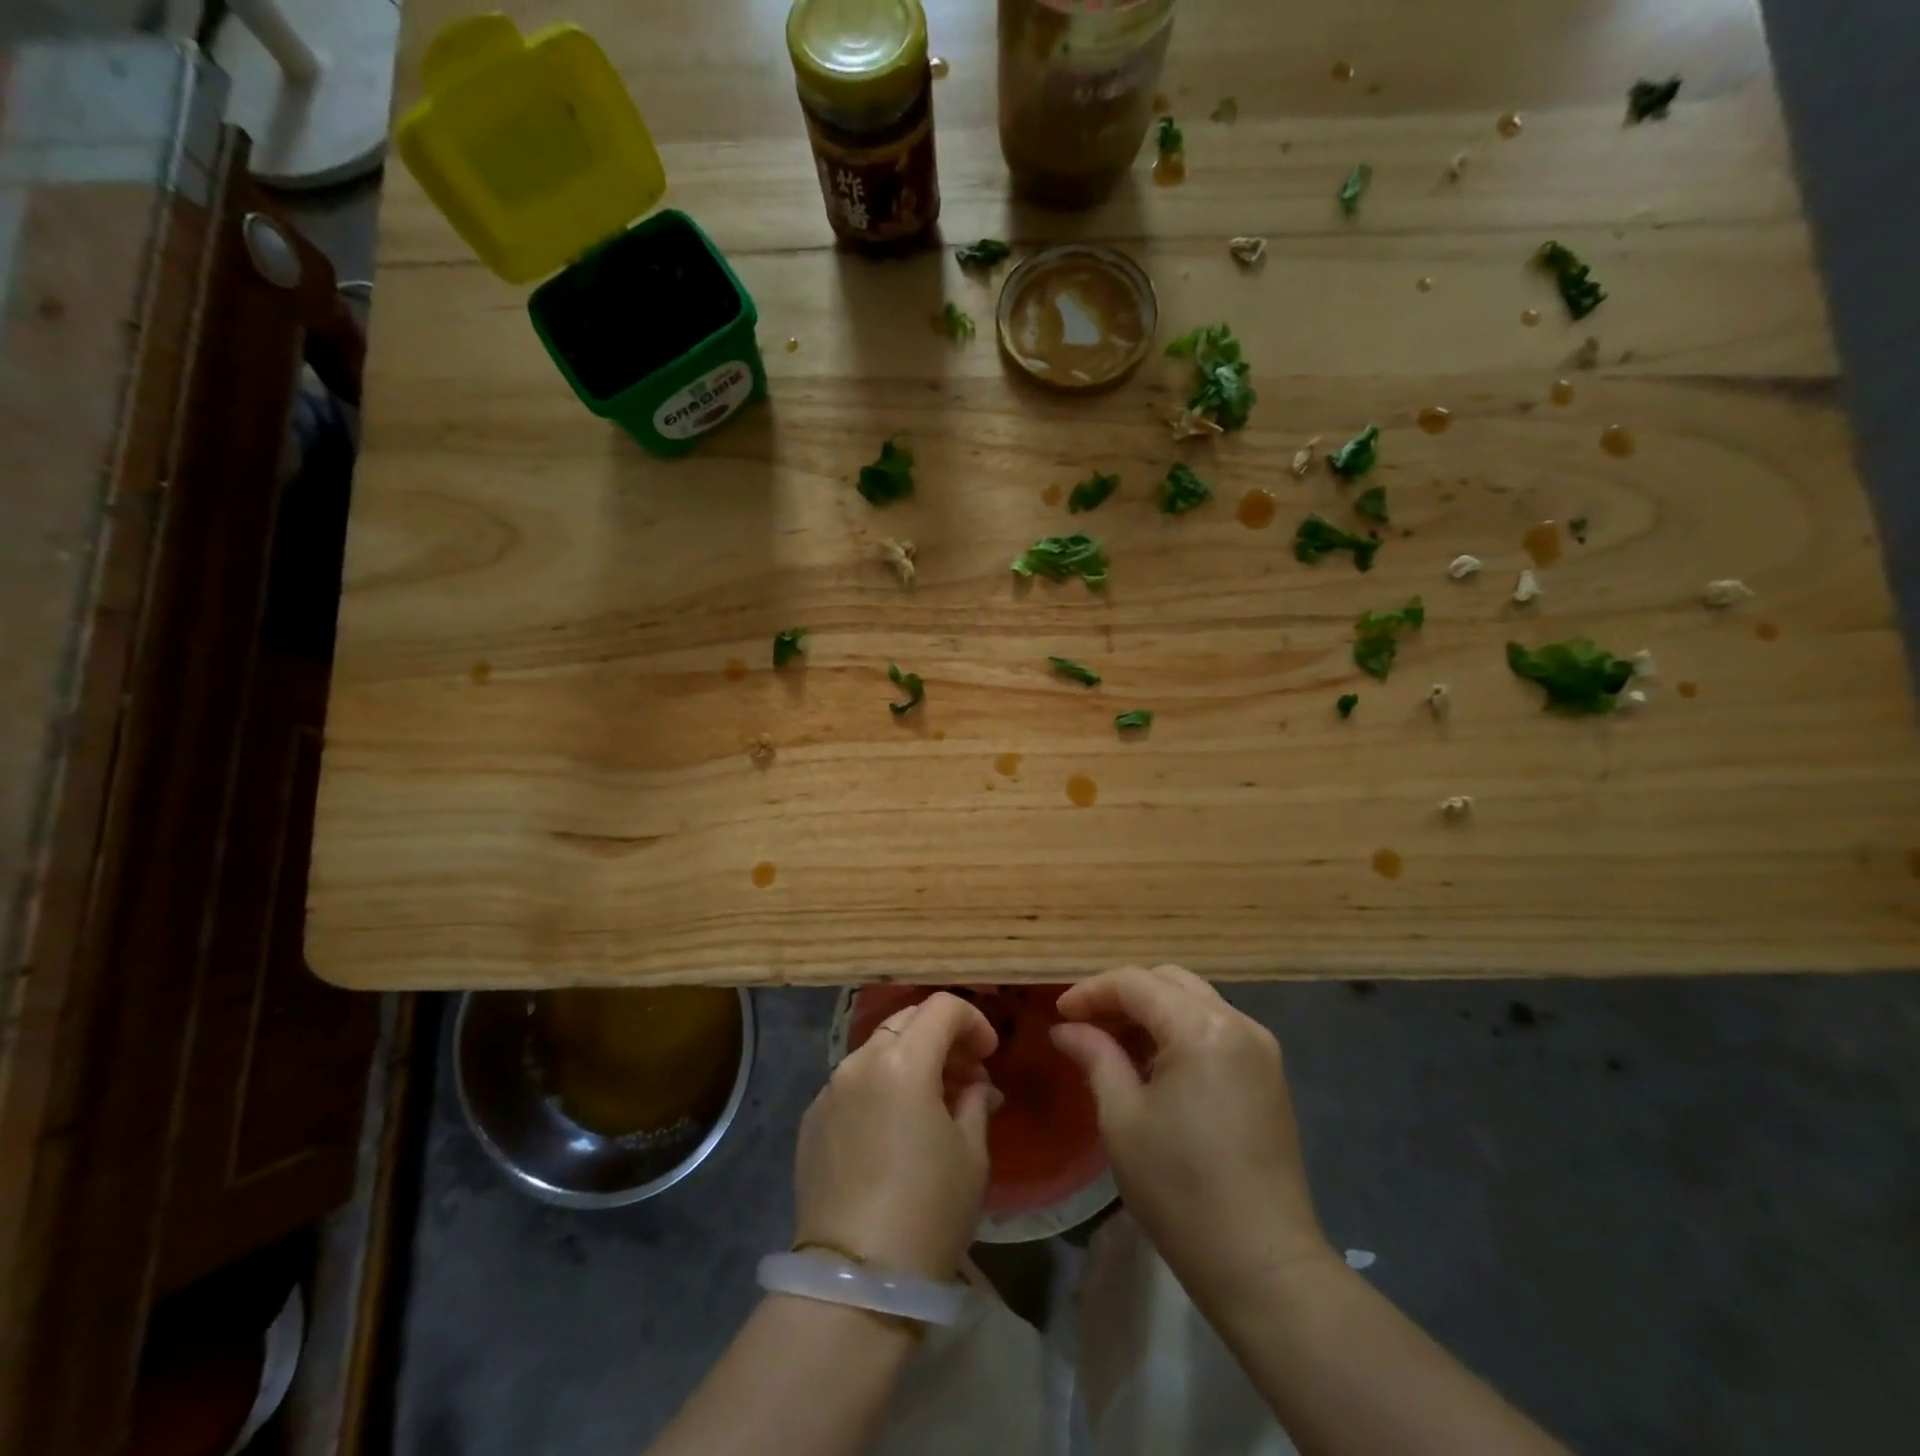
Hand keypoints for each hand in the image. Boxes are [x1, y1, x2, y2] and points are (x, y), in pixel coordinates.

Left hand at [793, 992, 999, 1279]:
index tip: (988, 1056)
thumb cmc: (928, 1212)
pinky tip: (894, 1128)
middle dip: (942, 1037)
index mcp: (902, 1061)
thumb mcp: (971, 1154)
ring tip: (933, 1103)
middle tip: (966, 1076)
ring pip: (877, 1049)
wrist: (854, 1283)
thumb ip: (974, 1101)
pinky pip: (853, 1082)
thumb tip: (974, 1085)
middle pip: (907, 1020)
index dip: (973, 1021)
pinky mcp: (811, 1120)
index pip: (942, 1007)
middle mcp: (859, 1062)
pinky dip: (880, 1086)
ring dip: (911, 1060)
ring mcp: (829, 1089)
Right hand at [1050, 966, 1329, 1297]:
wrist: (1263, 1265)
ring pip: (1193, 1001)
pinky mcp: (1268, 1074)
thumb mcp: (1122, 1119)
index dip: (1091, 991)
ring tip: (1112, 1044)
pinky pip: (1214, 1028)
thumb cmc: (1181, 1191)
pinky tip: (1153, 1065)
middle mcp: (1237, 1023)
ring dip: (1151, 1012)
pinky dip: (1178, 1031)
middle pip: (1168, 981)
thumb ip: (1095, 1057)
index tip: (1058, 1014)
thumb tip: (1066, 1029)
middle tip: (1084, 1024)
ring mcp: (1260, 1047)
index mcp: (1201, 1028)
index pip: (1136, 983)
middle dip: (1122, 994)